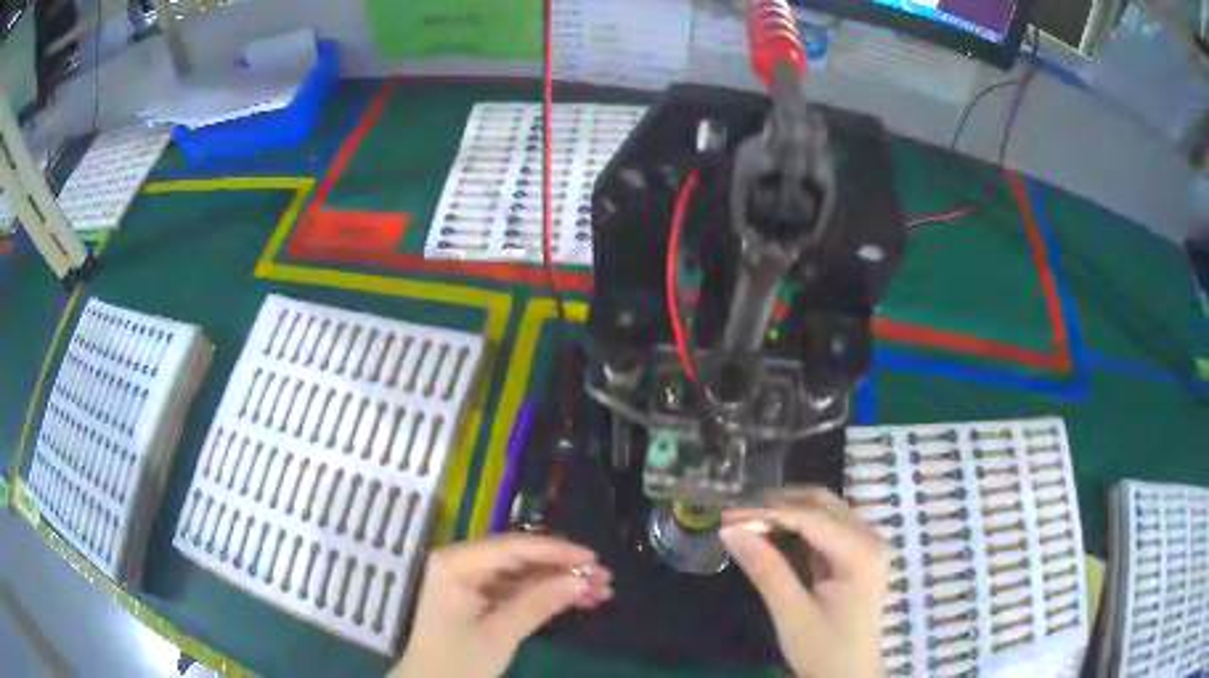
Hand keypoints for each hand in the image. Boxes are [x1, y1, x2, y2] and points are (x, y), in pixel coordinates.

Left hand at [393, 533, 612, 677]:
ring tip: (601, 592)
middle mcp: (462, 562)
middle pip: (521, 557)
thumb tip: (582, 580)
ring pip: (524, 573)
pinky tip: (578, 601)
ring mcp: (470, 579)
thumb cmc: (458, 661)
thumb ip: (539, 602)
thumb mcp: (500, 634)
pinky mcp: (478, 596)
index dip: (557, 551)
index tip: (594, 559)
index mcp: (456, 563)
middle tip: (604, 578)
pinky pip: (517, 588)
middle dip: (563, 568)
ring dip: (560, 582)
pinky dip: (546, 595)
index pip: (513, 547)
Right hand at [721, 487, 890, 677]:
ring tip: (748, 520)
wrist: (848, 675)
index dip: (767, 513)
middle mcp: (870, 538)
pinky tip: (772, 532)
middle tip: (735, 515)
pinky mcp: (857, 554)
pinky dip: (797, 525)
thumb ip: (765, 569)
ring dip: (787, 511)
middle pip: (823, 504)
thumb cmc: (824, 649)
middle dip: (778, 505)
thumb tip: (730, 529)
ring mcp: (866, 544)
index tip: (726, 516)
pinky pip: (826, 527)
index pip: (811, 518)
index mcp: (862, 552)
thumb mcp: (791, 613)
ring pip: (825, 511)